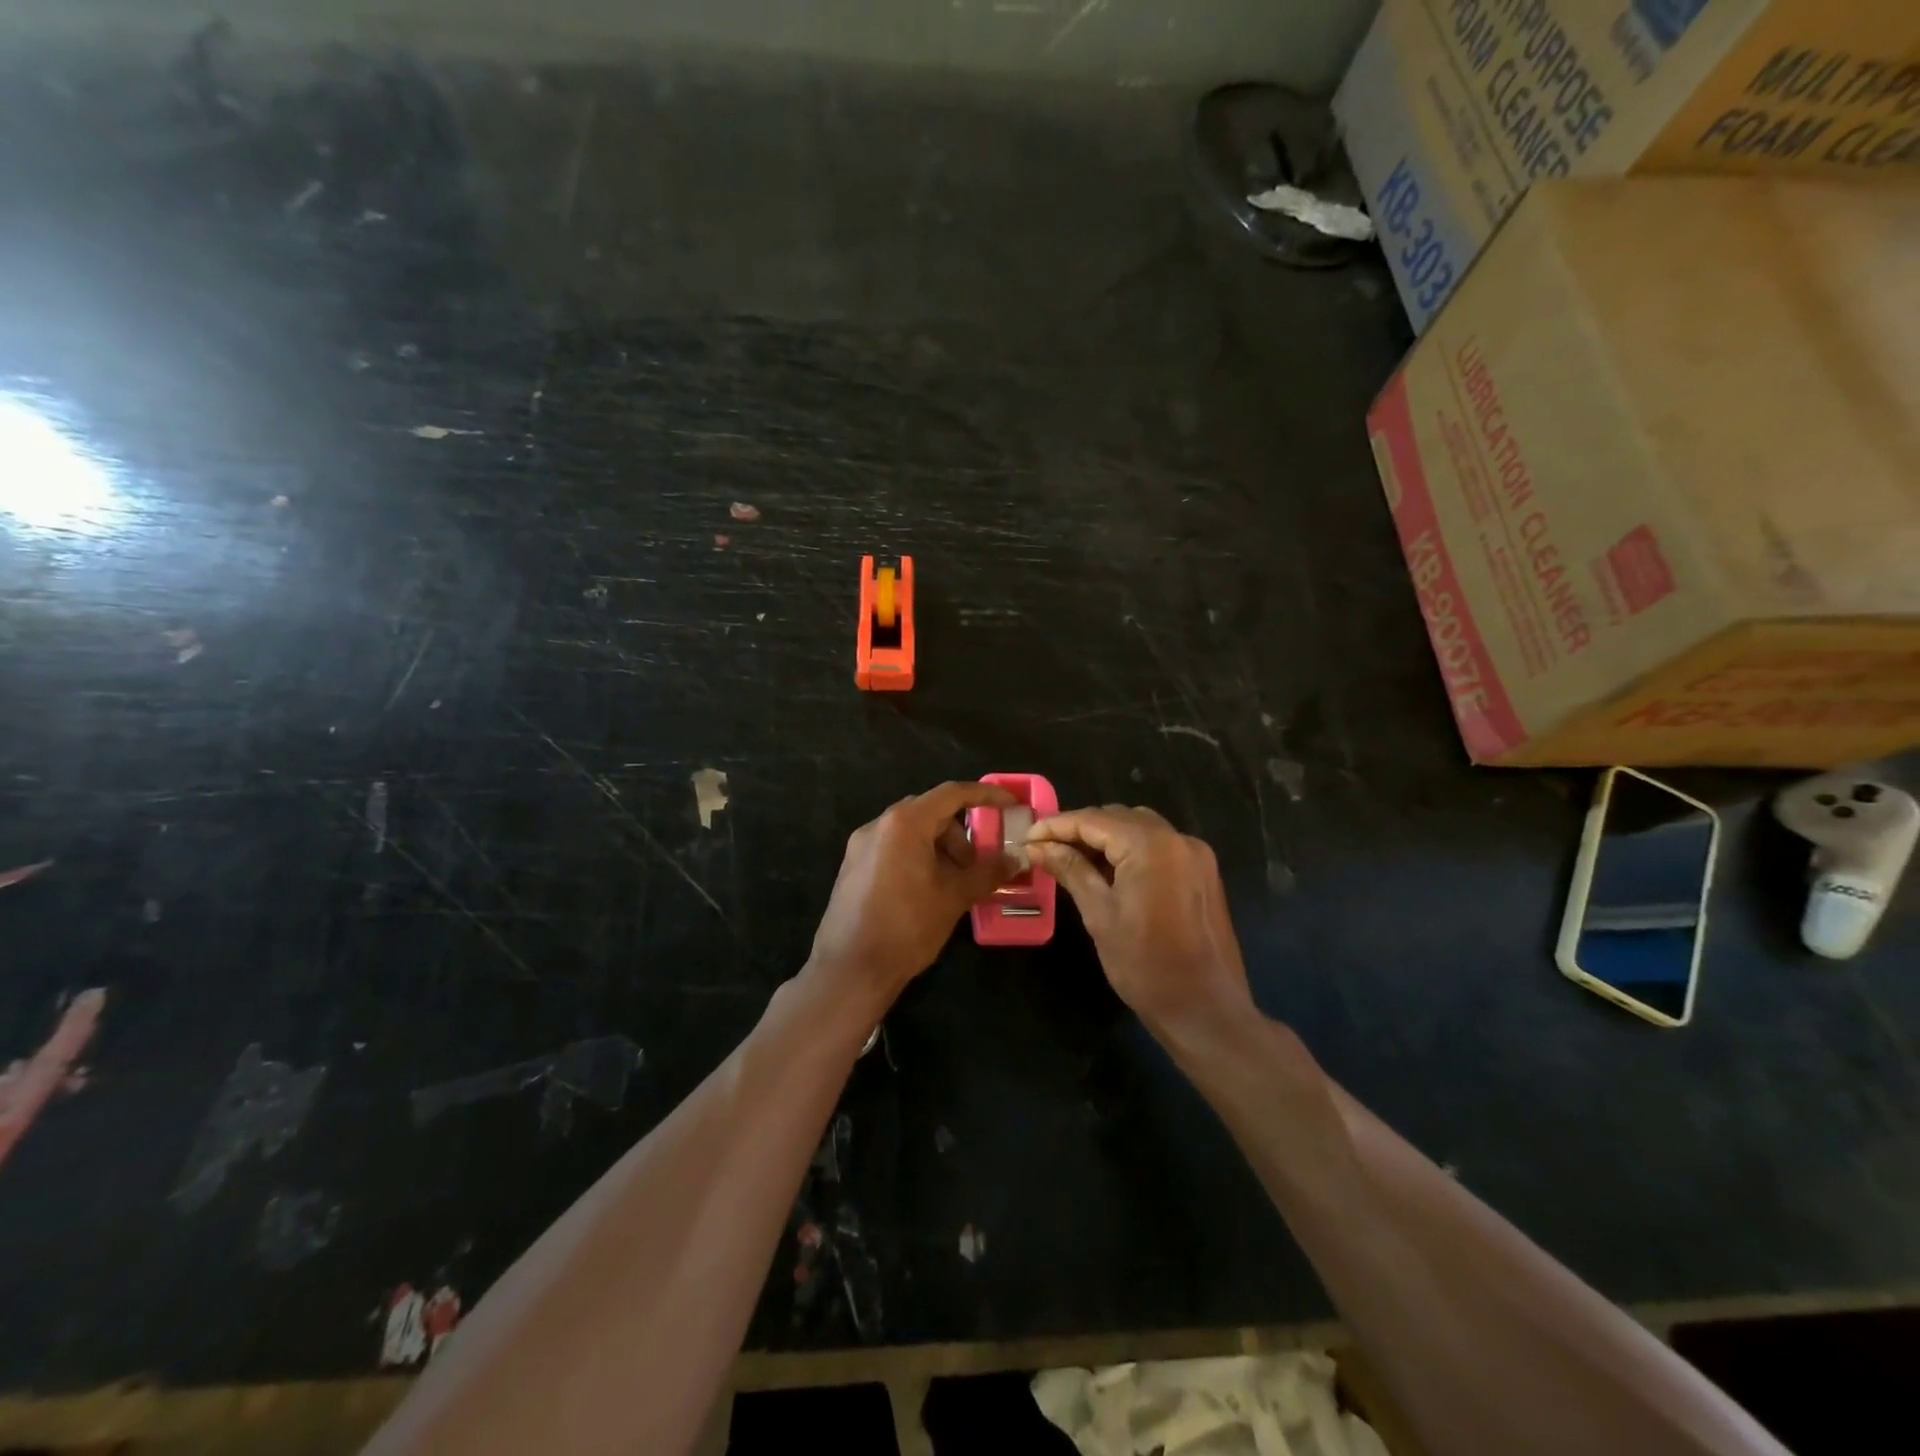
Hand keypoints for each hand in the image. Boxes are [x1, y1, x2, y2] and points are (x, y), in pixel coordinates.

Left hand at [808, 781, 1016, 1005]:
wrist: (850, 969)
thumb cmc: (907, 926)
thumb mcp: (954, 897)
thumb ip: (987, 872)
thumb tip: (1015, 859)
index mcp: (904, 823)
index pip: (951, 794)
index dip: (984, 795)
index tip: (1009, 804)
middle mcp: (879, 825)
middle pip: (929, 812)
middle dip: (959, 834)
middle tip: (976, 865)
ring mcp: (861, 846)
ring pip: (910, 831)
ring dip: (938, 848)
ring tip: (952, 884)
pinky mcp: (852, 867)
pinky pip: (892, 848)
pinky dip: (917, 857)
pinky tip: (926, 891)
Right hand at [1026, 805, 1254, 1038]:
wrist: (1205, 1010)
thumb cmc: (1145, 964)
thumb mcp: (1099, 914)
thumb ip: (1070, 870)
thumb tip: (1038, 846)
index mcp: (1151, 845)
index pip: (1094, 820)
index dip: (1056, 826)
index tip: (1027, 838)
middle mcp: (1178, 839)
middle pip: (1118, 818)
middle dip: (1080, 829)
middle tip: (1045, 849)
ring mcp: (1195, 855)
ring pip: (1140, 828)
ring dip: (1105, 837)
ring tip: (1071, 858)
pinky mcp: (1203, 873)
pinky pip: (1159, 846)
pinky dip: (1130, 850)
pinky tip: (1107, 870)